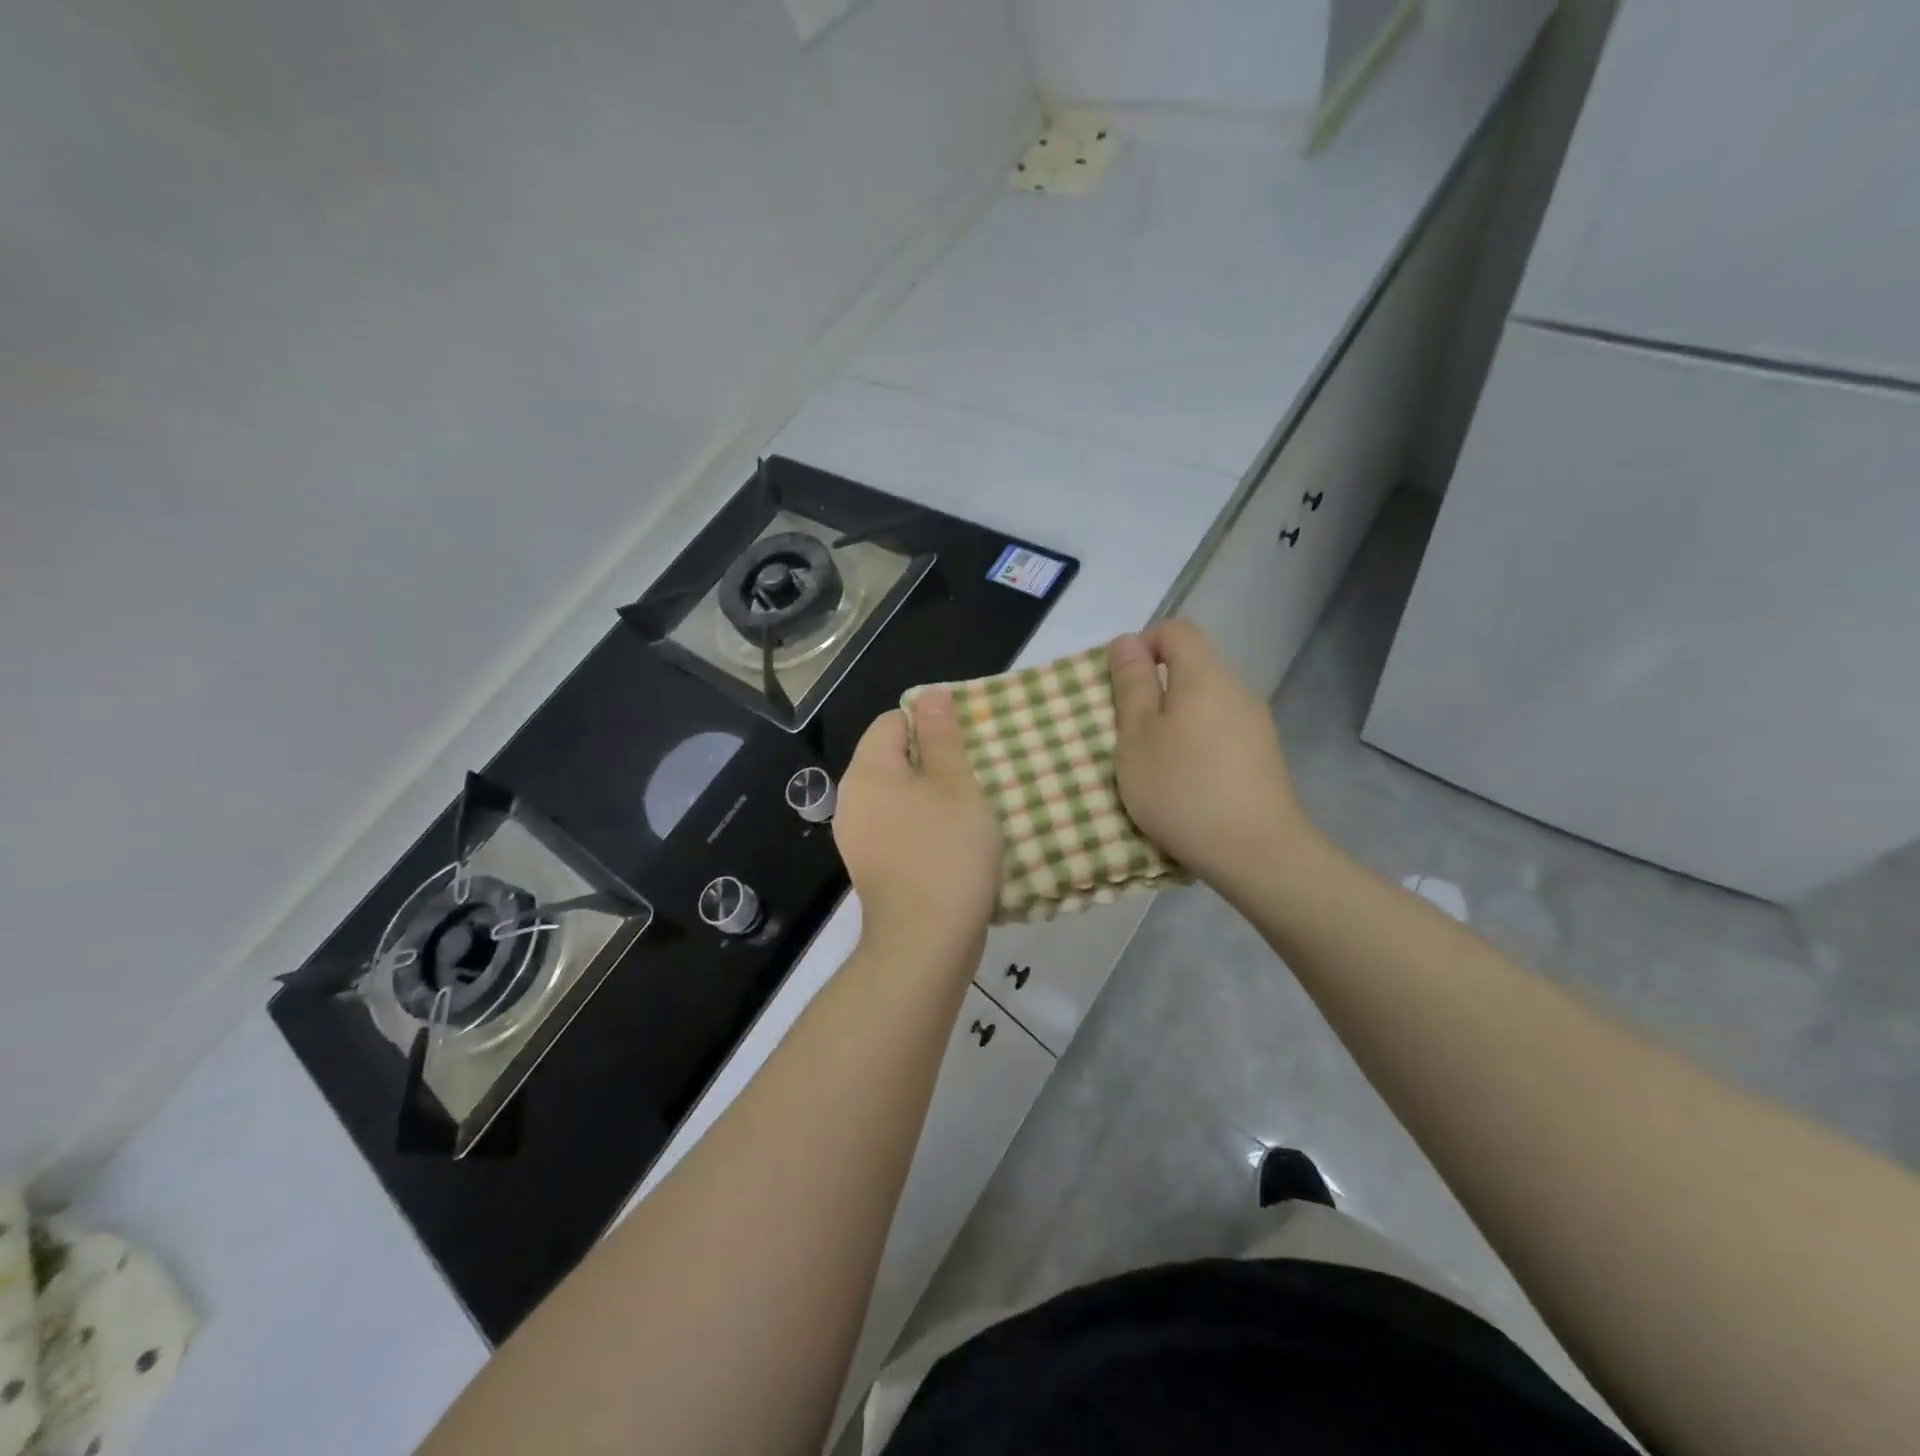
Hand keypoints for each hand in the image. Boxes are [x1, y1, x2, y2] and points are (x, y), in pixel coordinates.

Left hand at [833, 688, 1001, 967]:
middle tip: (977, 774)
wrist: (925, 942)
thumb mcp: (955, 785)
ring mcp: (859, 838)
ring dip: (933, 797)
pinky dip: (924, 828)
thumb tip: (930, 695)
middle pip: (893, 759)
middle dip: (934, 761)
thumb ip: (941, 737)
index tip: (967, 744)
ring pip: (899, 797)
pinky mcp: (873, 869)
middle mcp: (853, 800)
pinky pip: (899, 830)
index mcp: (868, 771)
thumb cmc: (946, 852)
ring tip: (973, 807)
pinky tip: (954, 842)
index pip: (892, 721)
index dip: (930, 723)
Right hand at [1108, 620, 1317, 895]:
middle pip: (1192, 666)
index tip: (1122, 687)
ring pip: (1205, 702)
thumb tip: (1128, 641)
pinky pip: (1220, 730)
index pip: (1176, 630)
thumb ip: (1131, 685)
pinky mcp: (1263, 756)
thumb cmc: (1182, 789)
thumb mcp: (1137, 737)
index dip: (1143, 645)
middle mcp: (1237, 689)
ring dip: (1175, 720)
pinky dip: (1196, 742)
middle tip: (1128, 731)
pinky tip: (1186, 782)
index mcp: (1205, 676)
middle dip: (1155, 688)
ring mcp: (1256, 724)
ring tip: (1154, 763)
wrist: (1255, 852)